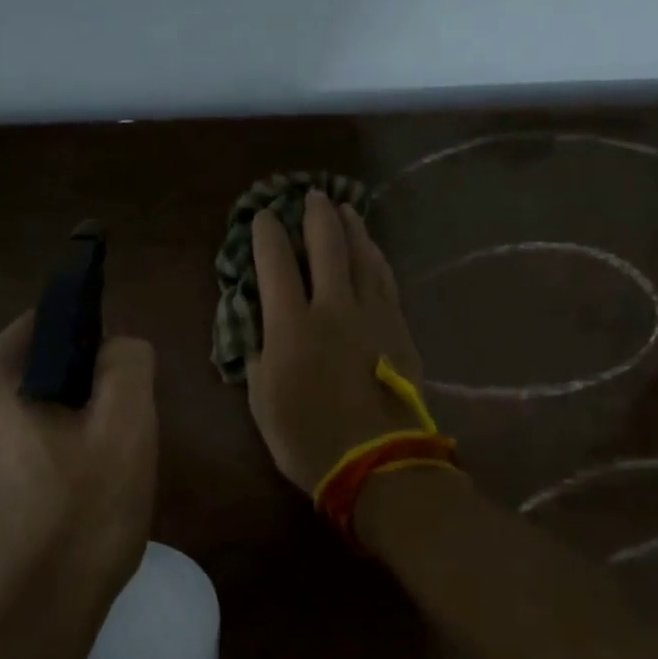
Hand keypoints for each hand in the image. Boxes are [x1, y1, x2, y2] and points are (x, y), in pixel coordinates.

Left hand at [0, 313, 157, 656]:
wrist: (17, 638)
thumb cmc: (77, 525)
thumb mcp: (127, 432)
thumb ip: (128, 364)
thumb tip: (115, 346)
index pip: (44, 328)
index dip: (89, 351)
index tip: (114, 397)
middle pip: (25, 376)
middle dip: (68, 399)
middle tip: (104, 449)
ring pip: (8, 420)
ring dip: (45, 436)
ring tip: (79, 486)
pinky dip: (20, 469)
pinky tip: (46, 513)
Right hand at [246, 189, 425, 492]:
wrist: (378, 463)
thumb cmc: (307, 438)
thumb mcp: (262, 401)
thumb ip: (259, 354)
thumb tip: (261, 325)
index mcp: (291, 326)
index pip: (276, 264)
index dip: (267, 234)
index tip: (263, 216)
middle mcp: (333, 308)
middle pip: (326, 246)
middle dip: (315, 215)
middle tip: (310, 195)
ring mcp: (371, 315)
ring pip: (362, 256)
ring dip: (351, 228)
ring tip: (344, 209)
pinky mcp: (398, 327)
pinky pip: (386, 279)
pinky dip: (376, 257)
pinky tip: (372, 249)